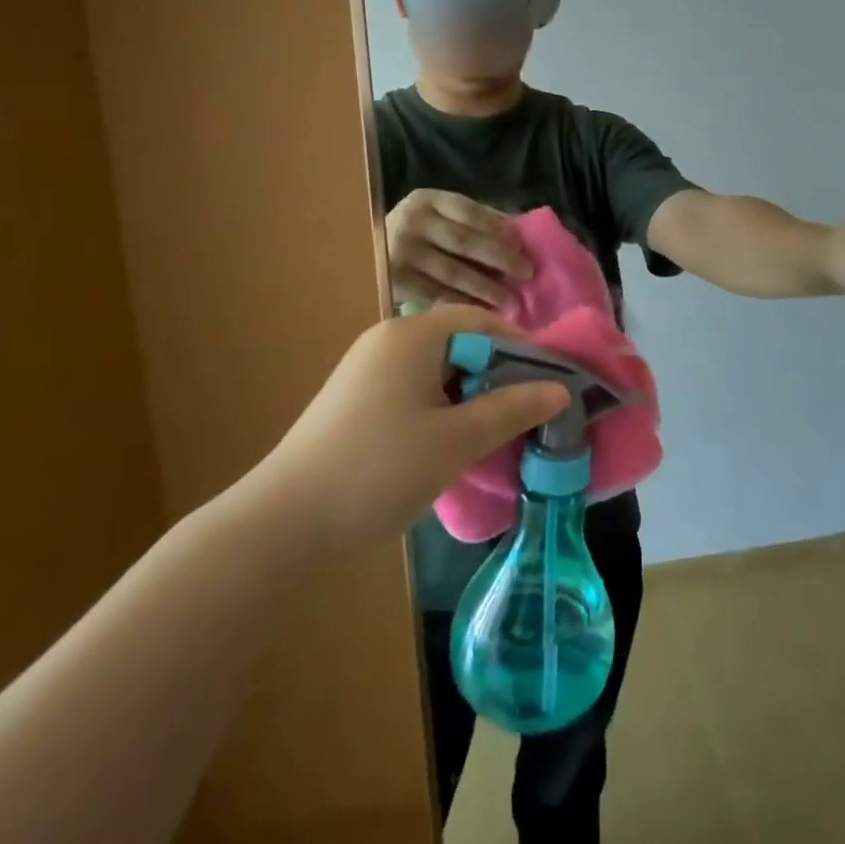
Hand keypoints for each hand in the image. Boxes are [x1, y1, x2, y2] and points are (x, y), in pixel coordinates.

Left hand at [258, 306, 570, 547]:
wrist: (284, 522)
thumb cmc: (380, 469)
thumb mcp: (457, 440)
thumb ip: (512, 409)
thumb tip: (560, 389)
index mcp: (412, 335)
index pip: (481, 320)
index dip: (520, 346)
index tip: (549, 382)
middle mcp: (388, 340)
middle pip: (459, 342)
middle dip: (497, 374)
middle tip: (527, 413)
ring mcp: (367, 370)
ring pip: (437, 370)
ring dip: (471, 395)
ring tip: (496, 433)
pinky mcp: (355, 400)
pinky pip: (414, 389)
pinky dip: (442, 408)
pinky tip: (452, 444)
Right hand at [384, 189, 532, 307]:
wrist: (359, 252)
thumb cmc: (415, 233)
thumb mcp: (437, 214)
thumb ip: (472, 218)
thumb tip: (516, 232)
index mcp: (426, 199)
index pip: (468, 210)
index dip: (497, 227)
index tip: (520, 245)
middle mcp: (411, 222)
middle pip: (464, 241)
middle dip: (499, 258)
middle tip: (527, 273)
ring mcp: (401, 253)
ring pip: (453, 273)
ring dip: (486, 288)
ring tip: (512, 301)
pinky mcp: (395, 282)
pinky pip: (438, 295)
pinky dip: (463, 304)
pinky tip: (483, 312)